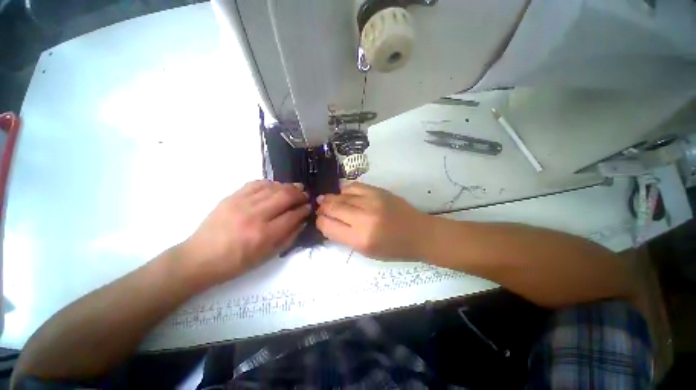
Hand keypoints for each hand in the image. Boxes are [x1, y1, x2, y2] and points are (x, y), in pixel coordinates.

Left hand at [182, 180, 310, 284]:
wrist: (200, 257)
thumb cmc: (236, 263)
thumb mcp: (267, 256)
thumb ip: (288, 238)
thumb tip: (302, 221)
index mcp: (264, 234)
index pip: (292, 215)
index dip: (304, 210)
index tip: (309, 207)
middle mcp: (255, 215)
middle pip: (285, 197)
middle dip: (299, 194)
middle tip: (306, 195)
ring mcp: (242, 203)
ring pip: (273, 188)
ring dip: (288, 187)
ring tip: (296, 188)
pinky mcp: (232, 197)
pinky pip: (256, 183)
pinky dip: (270, 183)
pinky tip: (276, 186)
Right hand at [316, 183, 430, 259]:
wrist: (419, 233)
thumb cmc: (393, 248)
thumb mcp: (366, 251)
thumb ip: (344, 237)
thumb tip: (328, 222)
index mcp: (360, 239)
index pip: (328, 227)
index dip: (320, 222)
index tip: (320, 220)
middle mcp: (364, 218)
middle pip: (332, 208)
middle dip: (322, 208)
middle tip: (320, 208)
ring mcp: (372, 201)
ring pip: (341, 195)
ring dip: (331, 198)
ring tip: (326, 199)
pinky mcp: (378, 191)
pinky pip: (354, 186)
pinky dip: (344, 190)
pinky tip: (342, 193)